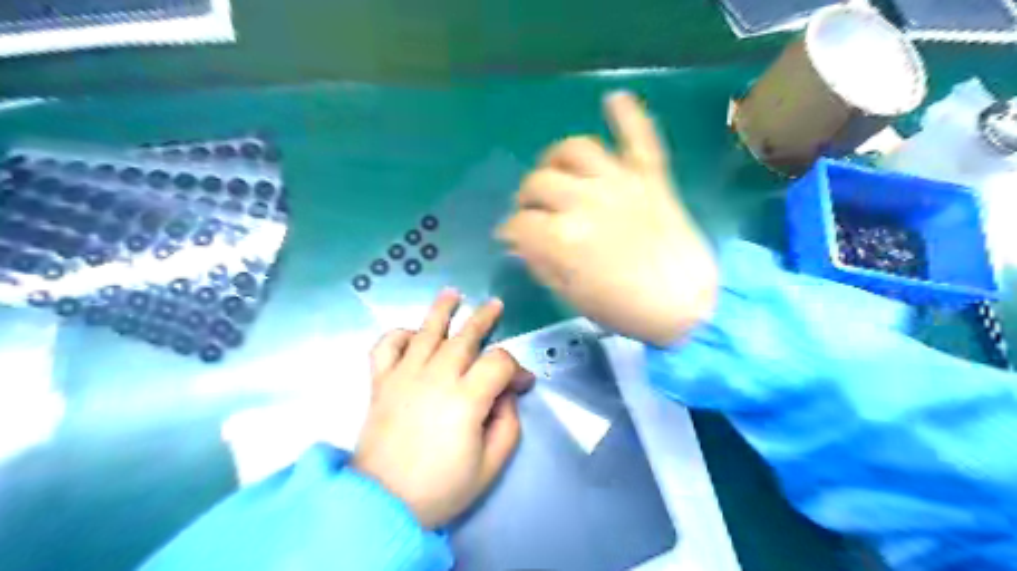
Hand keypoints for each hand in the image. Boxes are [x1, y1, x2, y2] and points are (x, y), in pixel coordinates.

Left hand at [355, 293, 534, 527]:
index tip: (522, 384)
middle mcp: (435, 377)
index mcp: (466, 399)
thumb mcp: (490, 465)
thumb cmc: (441, 487)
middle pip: (465, 337)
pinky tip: (411, 333)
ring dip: (441, 310)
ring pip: (426, 331)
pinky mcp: (380, 383)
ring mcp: (404, 376)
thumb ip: (508, 424)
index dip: (516, 368)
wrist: (383, 504)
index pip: (499, 363)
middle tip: (495, 305)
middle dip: (484, 318)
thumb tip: (505, 395)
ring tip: (452, 292)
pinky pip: (386, 347)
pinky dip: (397, 335)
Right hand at [497, 92, 718, 344]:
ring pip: (574, 149)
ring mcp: (619, 182)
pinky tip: (614, 98)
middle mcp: (585, 200)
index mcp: (562, 238)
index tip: (510, 238)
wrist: (685, 304)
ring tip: (556, 173)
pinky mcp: (650, 176)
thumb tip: (521, 243)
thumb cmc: (625, 309)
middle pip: (538, 183)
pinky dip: (627, 115)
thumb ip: (541, 264)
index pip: (518, 224)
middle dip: (525, 199)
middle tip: (531, 212)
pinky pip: (638, 136)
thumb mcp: (570, 296)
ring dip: (556, 159)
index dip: (509, 232)